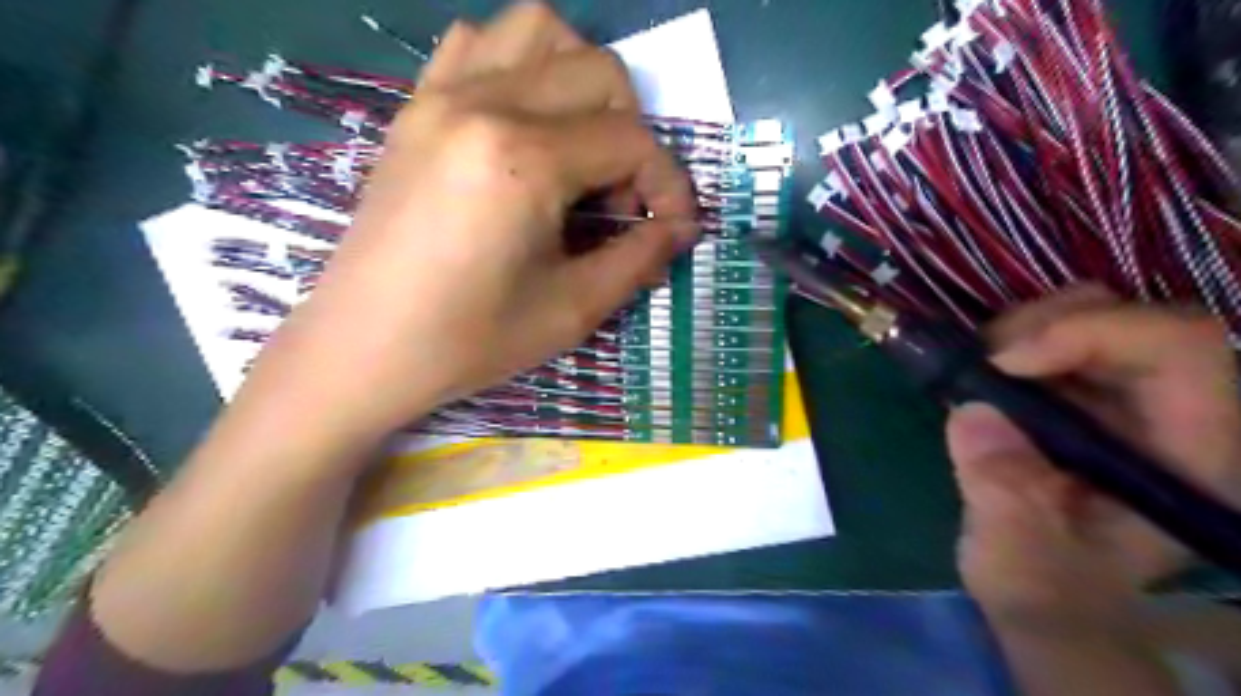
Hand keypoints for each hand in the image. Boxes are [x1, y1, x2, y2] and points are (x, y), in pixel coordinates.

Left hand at [242, 3, 695, 447]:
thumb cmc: (470, 340)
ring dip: (581, 82)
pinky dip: (520, 67)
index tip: (674, 227)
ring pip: (539, 31)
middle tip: (618, 200)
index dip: (669, 184)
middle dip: (633, 134)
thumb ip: (639, 258)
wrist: (365, 347)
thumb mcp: (572, 310)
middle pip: (599, 72)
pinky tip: (522, 125)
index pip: (631, 140)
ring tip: (579, 148)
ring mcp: (440, 95)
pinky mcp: (415, 107)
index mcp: (523, 159)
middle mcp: (483, 103)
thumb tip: (681, 228)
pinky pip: (478, 44)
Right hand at [952, 285, 1239, 622]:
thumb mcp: (1020, 559)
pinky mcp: (1083, 394)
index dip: (1093, 333)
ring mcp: (1127, 398)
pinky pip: (1055, 333)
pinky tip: (980, 373)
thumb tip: (973, 413)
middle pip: (1135, 316)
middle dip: (1046, 323)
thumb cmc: (1047, 586)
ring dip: (1024, 327)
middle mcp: (1173, 413)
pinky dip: (1011, 338)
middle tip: (982, 359)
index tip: (1006, 364)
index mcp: (1190, 456)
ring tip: (976, 368)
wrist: (1043, 592)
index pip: (1182, 349)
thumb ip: (1006, 496)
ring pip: (1094, 313)